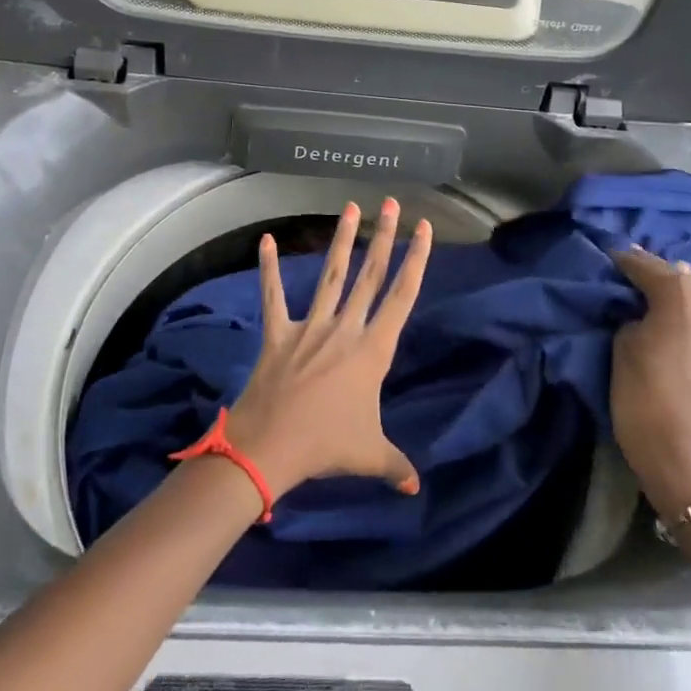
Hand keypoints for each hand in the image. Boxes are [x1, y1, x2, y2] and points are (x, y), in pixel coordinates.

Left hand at [223, 199, 429, 498]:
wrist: (272, 446)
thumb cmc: (328, 445)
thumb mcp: (370, 455)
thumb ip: (396, 466)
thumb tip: (416, 487)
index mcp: (373, 350)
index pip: (402, 296)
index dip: (417, 260)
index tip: (425, 229)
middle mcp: (346, 328)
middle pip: (370, 274)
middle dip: (385, 237)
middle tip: (392, 203)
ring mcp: (311, 326)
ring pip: (332, 275)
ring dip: (342, 240)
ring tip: (351, 206)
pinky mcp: (279, 332)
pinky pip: (274, 295)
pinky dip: (269, 268)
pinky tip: (265, 239)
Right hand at [610, 248, 690, 509]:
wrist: (689, 466)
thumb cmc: (645, 400)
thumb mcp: (622, 348)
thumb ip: (632, 317)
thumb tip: (642, 311)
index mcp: (680, 296)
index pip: (644, 264)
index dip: (621, 260)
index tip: (603, 257)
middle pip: (674, 278)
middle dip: (649, 276)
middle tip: (621, 278)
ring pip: (690, 301)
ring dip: (669, 299)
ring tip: (642, 303)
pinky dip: (681, 320)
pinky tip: (666, 328)